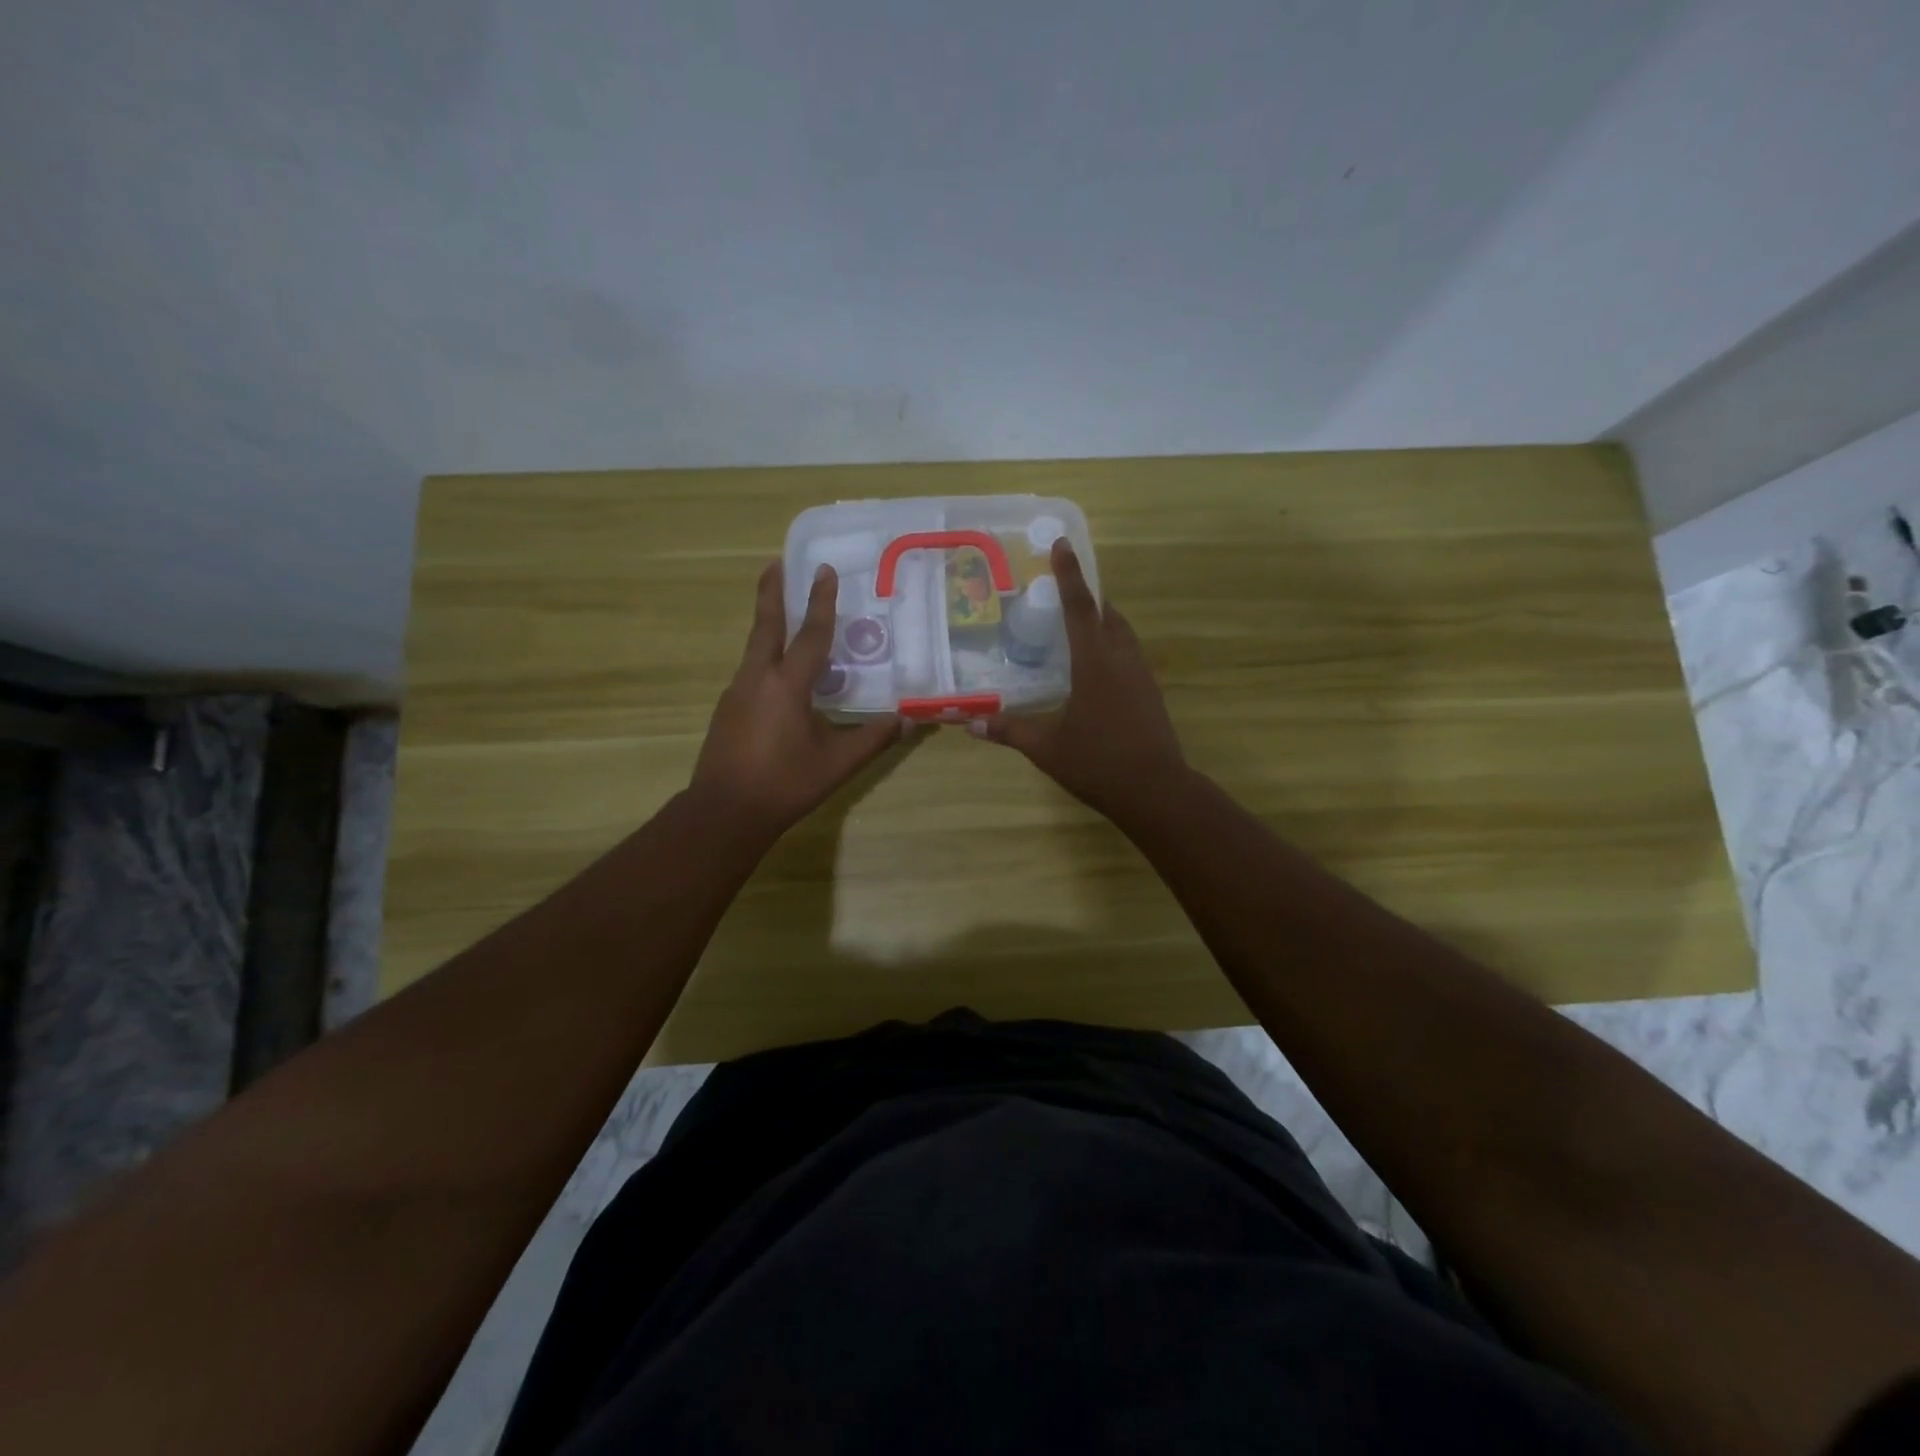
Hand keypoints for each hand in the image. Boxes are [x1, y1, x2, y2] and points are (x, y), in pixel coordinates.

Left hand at [691, 562, 901, 840]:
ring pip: (754, 648)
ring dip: (768, 624)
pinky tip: (776, 673)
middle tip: (775, 563)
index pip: (810, 635)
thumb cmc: (785, 784)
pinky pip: (750, 671)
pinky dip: (765, 657)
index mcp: (786, 685)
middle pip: (766, 626)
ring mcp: (737, 693)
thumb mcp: (837, 763)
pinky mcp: (727, 711)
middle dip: (772, 593)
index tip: (824, 570)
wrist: (725, 813)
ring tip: (782, 612)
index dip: (821, 602)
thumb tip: (908, 721)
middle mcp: (757, 679)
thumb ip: (873, 738)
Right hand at [969, 538, 1186, 825]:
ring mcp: (1141, 676)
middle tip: (1061, 591)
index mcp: (1095, 663)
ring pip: (1122, 634)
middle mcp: (1122, 660)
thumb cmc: (1098, 763)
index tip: (1062, 543)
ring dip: (1102, 621)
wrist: (1156, 791)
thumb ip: (1010, 731)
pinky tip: (1096, 667)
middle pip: (1107, 615)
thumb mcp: (1047, 749)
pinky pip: (1129, 654)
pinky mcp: (1150, 693)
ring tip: (1077, 625)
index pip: (1080, 608)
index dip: (1069, 575)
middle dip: (1086, 597)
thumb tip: (971, 724)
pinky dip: (1111, 645)